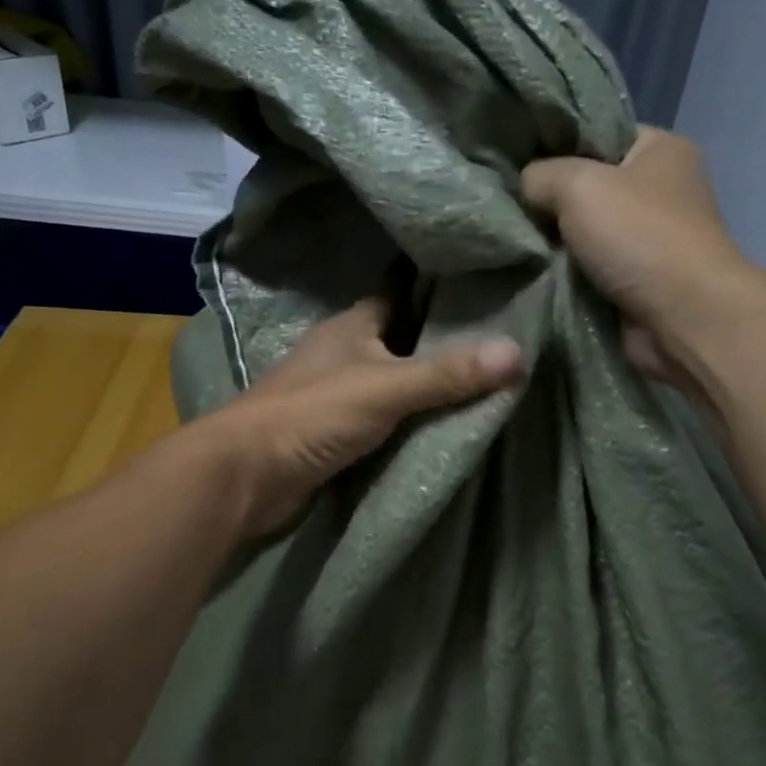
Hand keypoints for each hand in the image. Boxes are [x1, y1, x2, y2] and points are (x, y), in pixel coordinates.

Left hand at [195, 297, 522, 536]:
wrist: (247, 476)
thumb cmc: (312, 415)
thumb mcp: (386, 388)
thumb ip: (447, 373)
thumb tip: (518, 352)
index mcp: (352, 325)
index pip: (401, 293)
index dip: (439, 290)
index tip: (487, 290)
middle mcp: (344, 352)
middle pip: (402, 339)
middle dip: (442, 342)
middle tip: (499, 343)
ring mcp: (336, 393)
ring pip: (393, 380)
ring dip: (426, 385)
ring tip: (484, 383)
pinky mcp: (334, 432)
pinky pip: (383, 418)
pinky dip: (409, 420)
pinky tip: (442, 425)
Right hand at [522, 126, 754, 392]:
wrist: (683, 319)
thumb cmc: (640, 236)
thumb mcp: (578, 185)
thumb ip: (541, 176)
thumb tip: (525, 187)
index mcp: (660, 149)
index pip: (597, 133)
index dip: (554, 144)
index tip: (513, 161)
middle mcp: (659, 190)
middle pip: (586, 186)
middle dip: (548, 200)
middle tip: (507, 207)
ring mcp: (649, 239)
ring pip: (583, 232)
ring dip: (553, 243)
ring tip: (511, 240)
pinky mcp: (636, 281)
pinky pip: (587, 269)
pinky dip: (564, 274)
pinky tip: (531, 271)